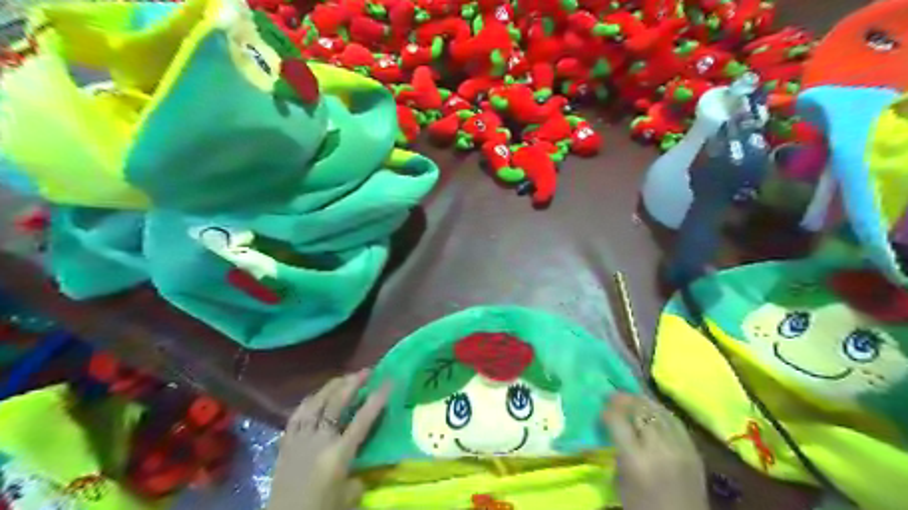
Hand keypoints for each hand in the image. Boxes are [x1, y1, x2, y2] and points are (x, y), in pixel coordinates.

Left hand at [265, 371, 388, 509]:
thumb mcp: (348, 498)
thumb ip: (357, 478)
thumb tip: (359, 468)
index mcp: (338, 455)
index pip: (362, 421)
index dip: (376, 400)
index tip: (388, 381)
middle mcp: (319, 440)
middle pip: (336, 404)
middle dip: (352, 384)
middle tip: (366, 371)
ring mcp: (300, 439)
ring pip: (315, 403)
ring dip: (330, 387)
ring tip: (343, 378)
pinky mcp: (285, 443)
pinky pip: (297, 414)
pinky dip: (309, 401)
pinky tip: (315, 396)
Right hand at [601, 397, 708, 509]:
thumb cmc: (642, 507)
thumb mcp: (620, 481)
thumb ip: (617, 450)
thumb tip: (612, 427)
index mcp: (636, 459)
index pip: (618, 420)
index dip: (607, 410)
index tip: (601, 409)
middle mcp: (659, 448)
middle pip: (640, 409)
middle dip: (623, 399)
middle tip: (612, 396)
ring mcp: (680, 447)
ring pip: (659, 411)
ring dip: (642, 401)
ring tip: (631, 398)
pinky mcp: (694, 450)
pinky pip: (675, 421)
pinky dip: (660, 412)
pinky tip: (652, 410)